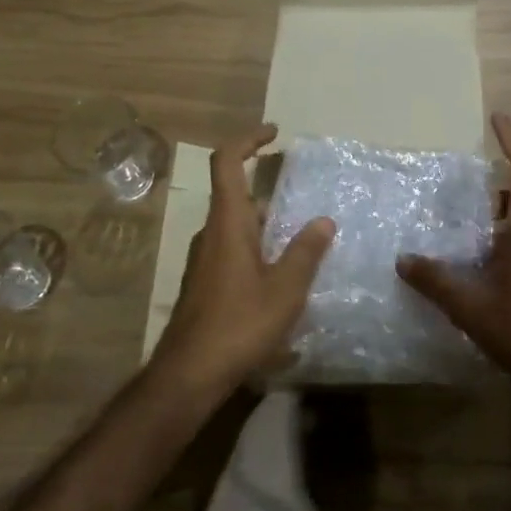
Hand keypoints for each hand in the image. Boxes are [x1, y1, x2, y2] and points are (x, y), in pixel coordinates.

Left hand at [149, 124, 334, 398]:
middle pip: (234, 195)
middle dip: (266, 188)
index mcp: (228, 224)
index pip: (226, 163)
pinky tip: (281, 277)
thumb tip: (323, 221)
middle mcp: (211, 235)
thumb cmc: (238, 326)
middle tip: (302, 195)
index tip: (274, 134)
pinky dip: (257, 248)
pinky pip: (233, 251)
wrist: (187, 376)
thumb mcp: (285, 290)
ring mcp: (204, 262)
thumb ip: (306, 252)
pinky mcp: (204, 285)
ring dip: (265, 223)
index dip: (247, 140)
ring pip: (235, 226)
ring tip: (301, 239)